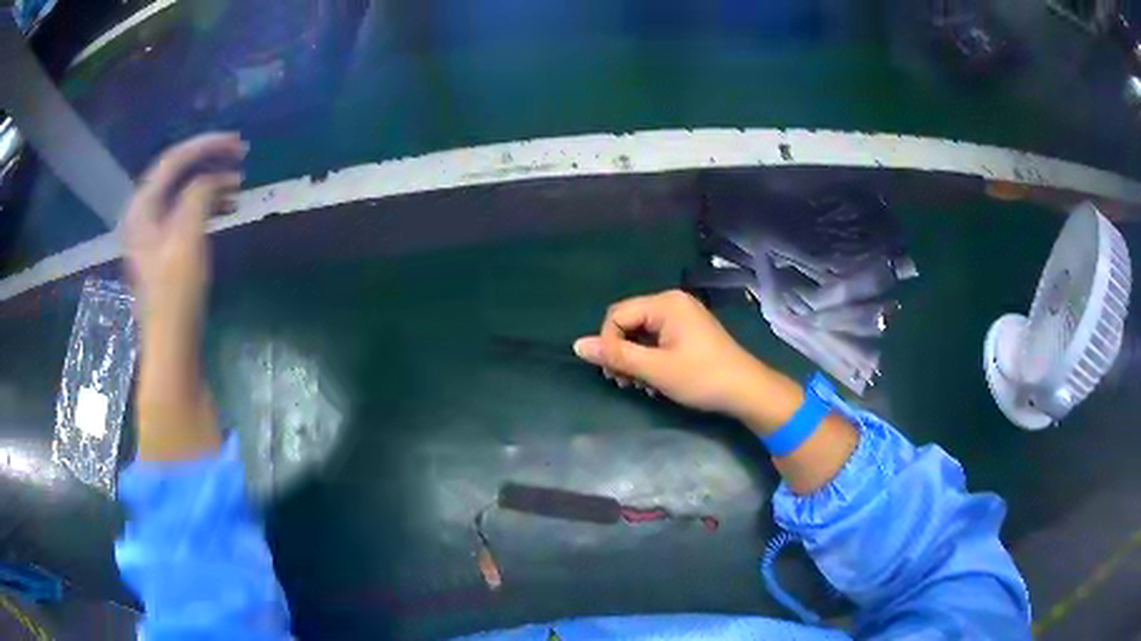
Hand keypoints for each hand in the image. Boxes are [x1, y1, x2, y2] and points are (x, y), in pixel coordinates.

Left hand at [122, 133, 245, 332]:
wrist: (171, 345)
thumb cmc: (175, 294)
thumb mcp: (187, 238)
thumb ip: (198, 196)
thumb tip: (213, 178)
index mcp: (142, 208)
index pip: (173, 160)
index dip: (205, 145)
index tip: (237, 143)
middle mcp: (144, 214)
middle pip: (177, 173)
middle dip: (209, 161)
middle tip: (240, 157)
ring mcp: (154, 233)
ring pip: (184, 192)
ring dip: (211, 183)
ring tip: (239, 184)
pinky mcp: (165, 249)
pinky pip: (187, 213)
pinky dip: (207, 205)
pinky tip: (227, 208)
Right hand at [574, 290, 773, 421]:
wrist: (746, 390)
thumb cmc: (702, 377)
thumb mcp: (655, 369)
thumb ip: (616, 356)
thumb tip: (577, 345)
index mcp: (665, 303)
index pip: (616, 315)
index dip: (608, 344)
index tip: (616, 374)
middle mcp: (672, 303)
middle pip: (628, 323)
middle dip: (621, 353)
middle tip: (625, 383)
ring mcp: (682, 316)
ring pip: (641, 334)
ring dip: (635, 360)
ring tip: (641, 386)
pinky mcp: (689, 332)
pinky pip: (657, 340)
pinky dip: (650, 359)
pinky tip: (654, 382)